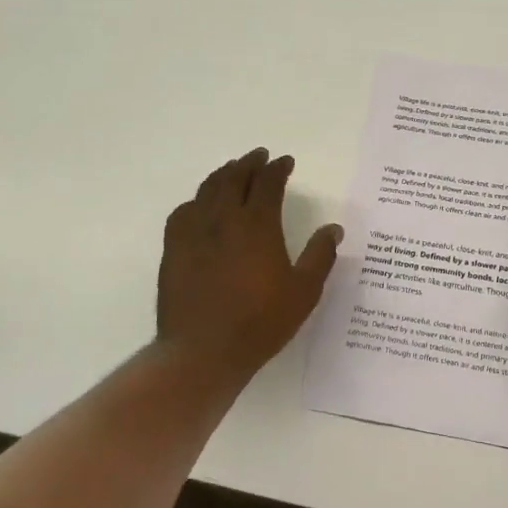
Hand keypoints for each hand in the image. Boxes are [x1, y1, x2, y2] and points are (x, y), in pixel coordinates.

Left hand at [157, 148, 342, 381]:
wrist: (203, 351)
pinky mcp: (174, 250)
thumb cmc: (260, 322)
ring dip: (223, 175)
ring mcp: (194, 232)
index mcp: (257, 225)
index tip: (285, 162)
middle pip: (234, 178)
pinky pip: (184, 212)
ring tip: (233, 170)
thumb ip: (320, 256)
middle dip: (249, 163)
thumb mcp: (304, 292)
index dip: (278, 169)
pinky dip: (197, 200)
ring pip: (207, 190)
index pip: (268, 183)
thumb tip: (333, 228)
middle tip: (259, 156)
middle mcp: (223, 219)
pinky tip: (201, 205)